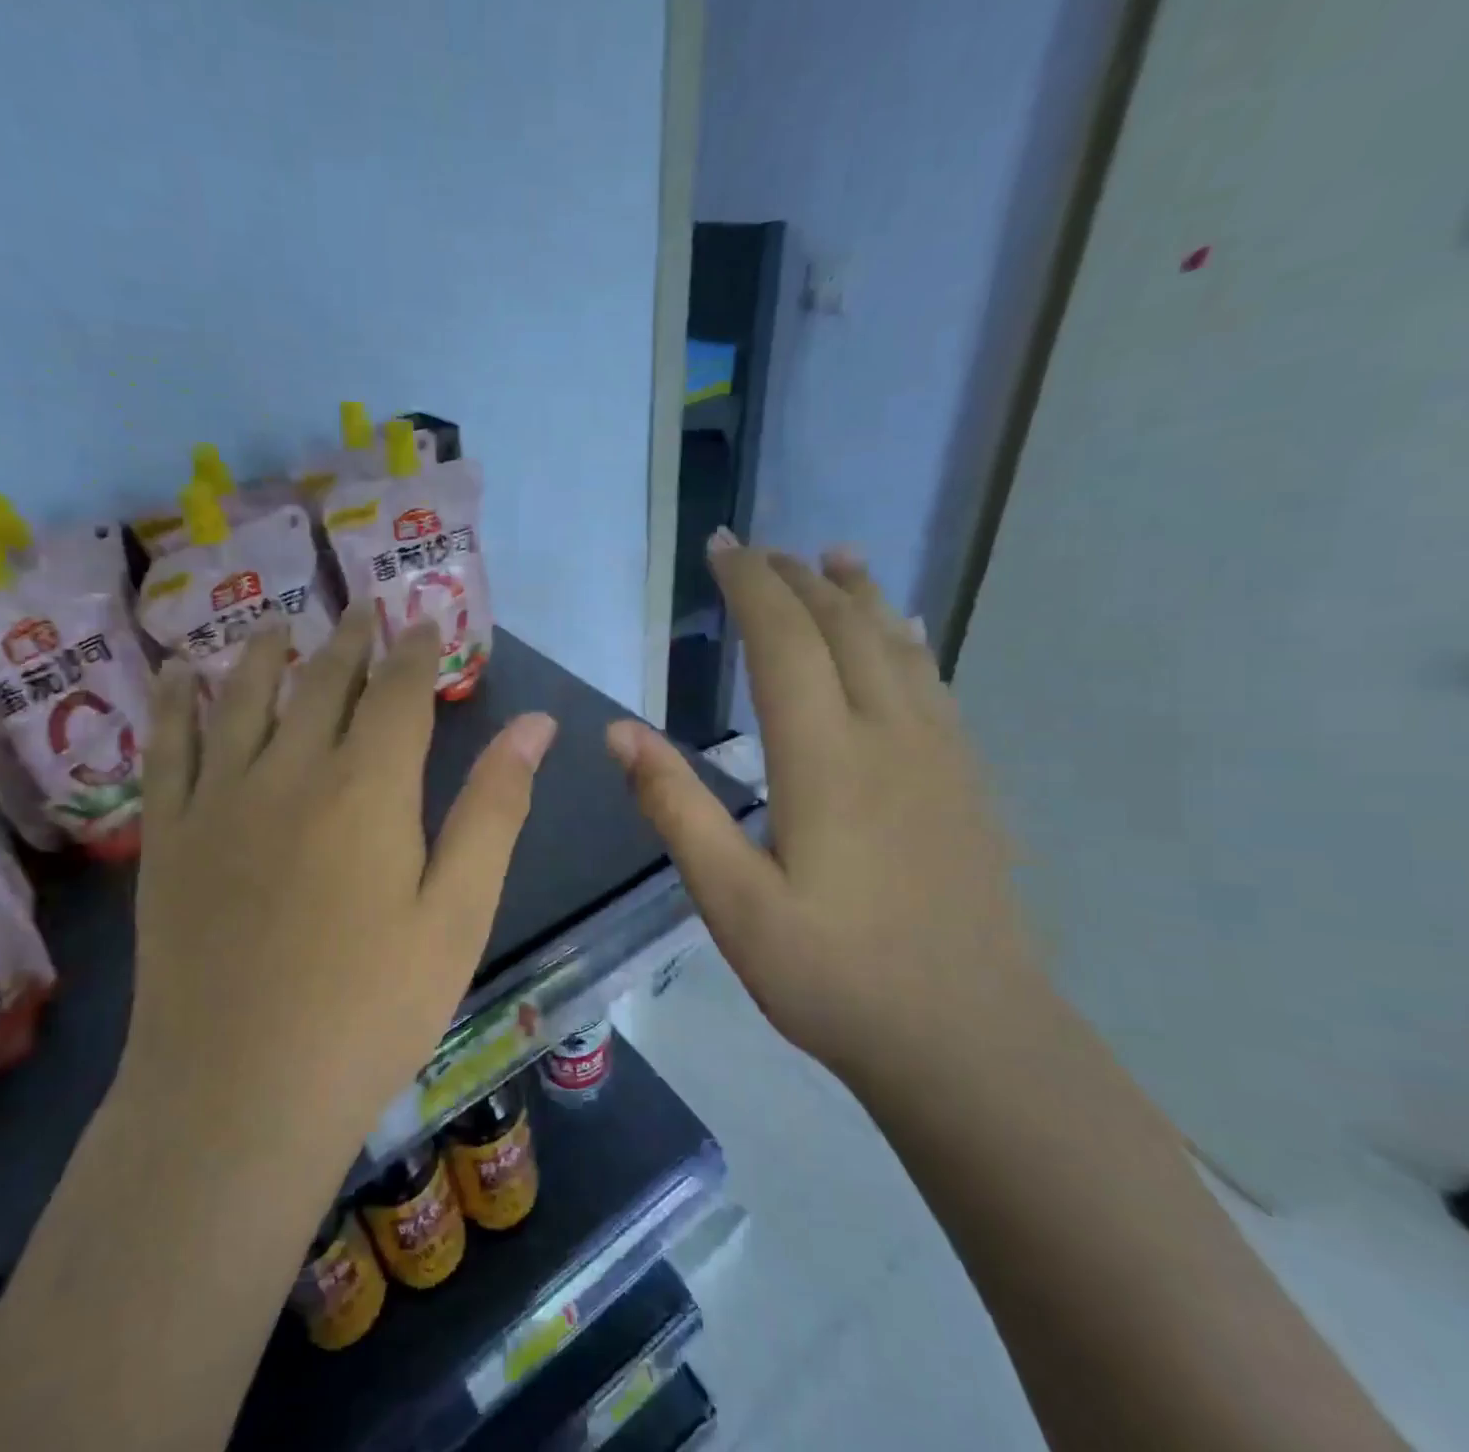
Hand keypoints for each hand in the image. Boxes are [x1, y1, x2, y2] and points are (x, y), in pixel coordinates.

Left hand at [130, 606, 555, 1152]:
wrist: (240, 1092)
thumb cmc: (372, 1007)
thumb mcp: (458, 911)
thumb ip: (494, 809)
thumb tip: (536, 725)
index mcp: (369, 788)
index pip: (398, 692)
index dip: (415, 651)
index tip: (424, 619)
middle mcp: (290, 771)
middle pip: (324, 683)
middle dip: (351, 641)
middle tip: (364, 607)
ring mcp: (219, 800)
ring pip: (243, 698)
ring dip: (265, 654)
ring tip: (279, 625)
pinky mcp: (169, 837)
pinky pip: (167, 747)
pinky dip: (173, 703)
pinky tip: (175, 673)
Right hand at [606, 534, 1043, 1079]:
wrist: (968, 1040)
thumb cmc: (832, 975)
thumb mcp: (729, 901)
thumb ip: (675, 807)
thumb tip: (619, 732)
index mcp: (824, 758)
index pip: (784, 640)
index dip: (752, 586)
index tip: (723, 547)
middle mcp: (887, 736)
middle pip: (842, 628)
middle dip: (797, 579)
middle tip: (760, 551)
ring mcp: (938, 757)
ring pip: (896, 647)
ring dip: (859, 595)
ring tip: (834, 557)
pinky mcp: (966, 784)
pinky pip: (933, 685)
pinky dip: (906, 641)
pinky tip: (903, 633)